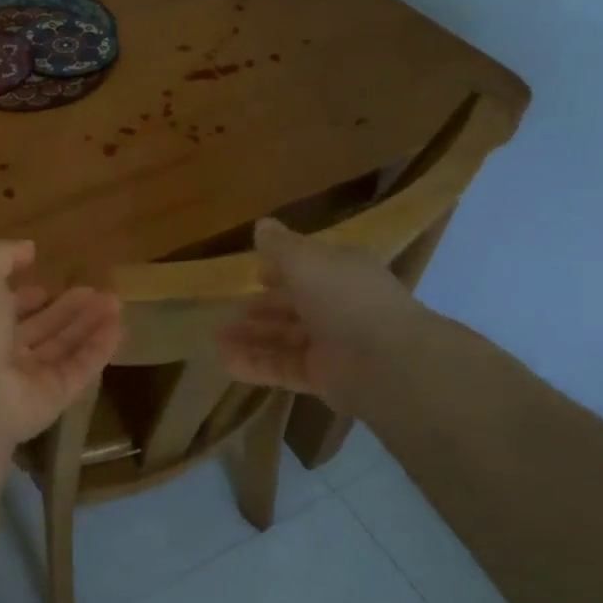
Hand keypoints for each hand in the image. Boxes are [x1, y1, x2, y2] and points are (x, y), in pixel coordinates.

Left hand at [0, 240, 122, 446]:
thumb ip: (1, 257)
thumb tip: (28, 247)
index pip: (4, 311)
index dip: (25, 298)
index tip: (46, 285)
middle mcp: (0, 354)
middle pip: (40, 330)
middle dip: (66, 310)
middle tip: (96, 292)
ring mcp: (27, 380)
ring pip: (63, 348)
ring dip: (89, 325)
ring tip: (116, 302)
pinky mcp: (53, 399)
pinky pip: (79, 370)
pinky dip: (99, 349)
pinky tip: (119, 327)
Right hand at [216, 218, 427, 411]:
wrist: (385, 361)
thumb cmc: (344, 297)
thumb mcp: (305, 260)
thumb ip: (280, 245)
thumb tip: (261, 224)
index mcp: (342, 273)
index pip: (310, 269)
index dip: (282, 270)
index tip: (256, 275)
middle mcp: (340, 307)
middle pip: (295, 307)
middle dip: (262, 309)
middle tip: (229, 312)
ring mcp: (333, 346)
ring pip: (285, 340)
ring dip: (252, 338)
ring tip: (217, 340)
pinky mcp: (324, 378)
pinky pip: (284, 369)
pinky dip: (256, 365)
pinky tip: (226, 363)